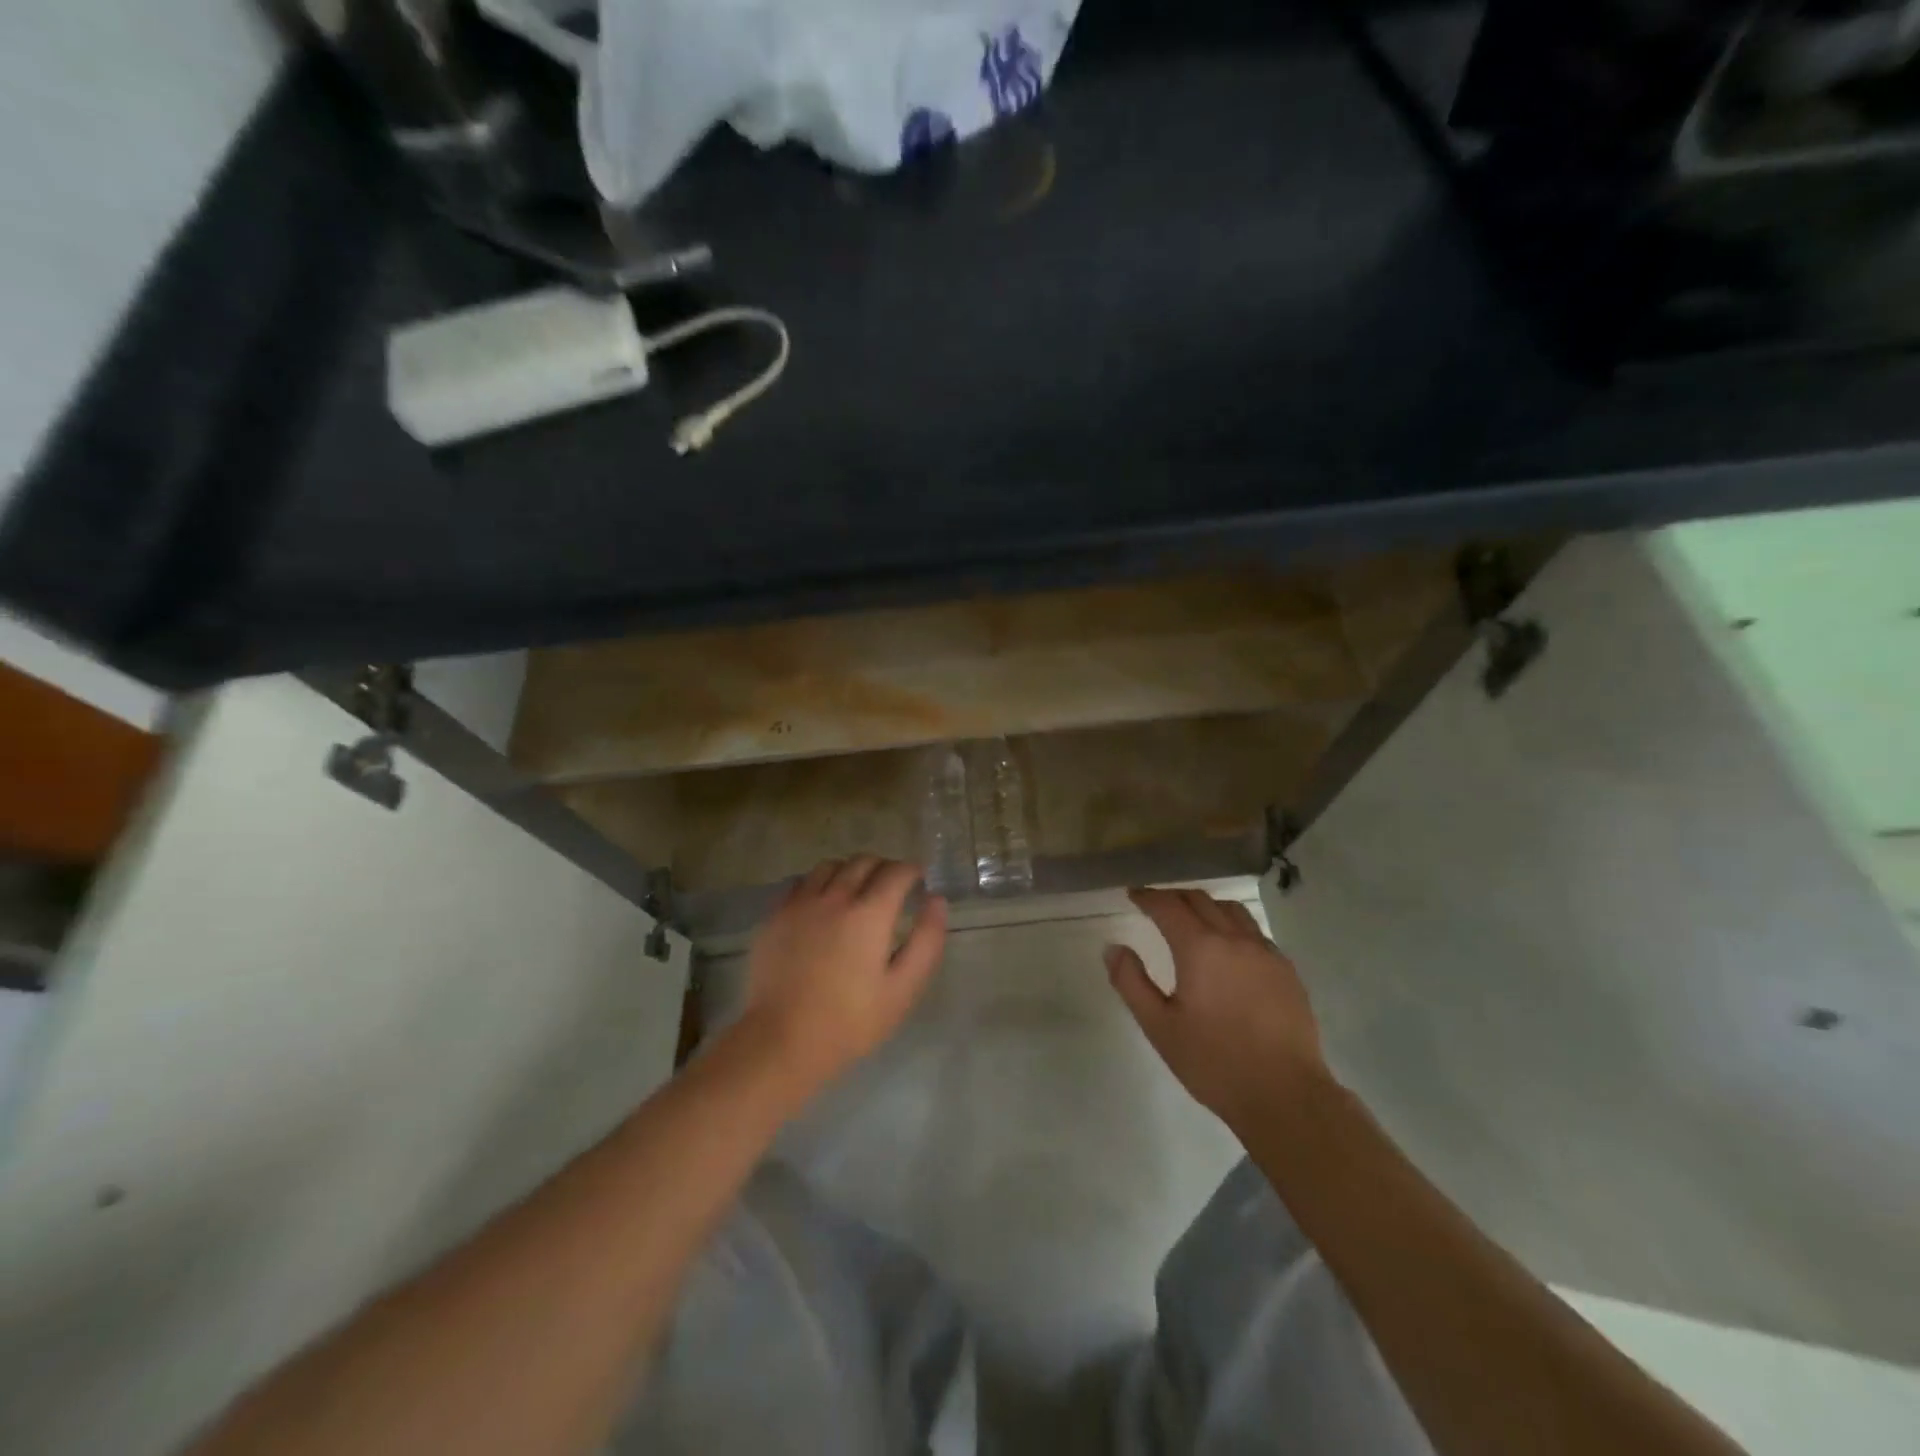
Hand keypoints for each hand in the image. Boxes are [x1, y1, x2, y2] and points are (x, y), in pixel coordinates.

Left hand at [737, 857, 947, 1099]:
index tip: (919, 880)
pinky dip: (818, 883)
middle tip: (892, 887)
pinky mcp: (775, 916)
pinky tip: (821, 904)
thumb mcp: (903, 989)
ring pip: (830, 866)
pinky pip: (800, 883)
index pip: (897, 871)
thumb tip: (936, 900)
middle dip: (884, 867)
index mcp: (870, 913)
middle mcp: (835, 896)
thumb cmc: (850, 1021)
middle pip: (864, 861)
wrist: (781, 1040)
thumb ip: (926, 940)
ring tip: (855, 891)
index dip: (913, 870)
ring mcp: (800, 903)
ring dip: (850, 871)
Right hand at [1106, 887, 1328, 1132]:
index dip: (1147, 896)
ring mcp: (1266, 952)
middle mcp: (1235, 939)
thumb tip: (1113, 948)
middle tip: (1156, 905)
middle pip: (1200, 900)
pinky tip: (1229, 948)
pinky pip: (1255, 932)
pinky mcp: (1286, 970)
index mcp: (1200, 948)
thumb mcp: (1159, 1026)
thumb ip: (1131, 982)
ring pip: (1232, 910)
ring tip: (1192, 919)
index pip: (1168, 906)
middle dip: (1174, 897)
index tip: (1133, 894)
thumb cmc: (1214, 1062)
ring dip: (1206, 906)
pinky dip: (1233, 926)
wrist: (1285, 1096)